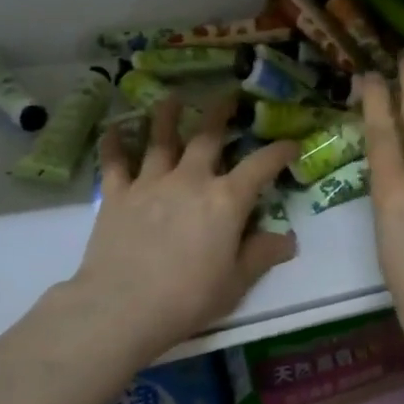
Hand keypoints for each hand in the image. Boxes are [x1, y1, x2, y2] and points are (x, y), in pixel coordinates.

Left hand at [68, 97, 297, 359]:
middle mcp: (190, 179)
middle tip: (228, 96)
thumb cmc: (188, 298)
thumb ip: (261, 255)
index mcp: (225, 200)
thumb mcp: (236, 282)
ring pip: (160, 139)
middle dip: (220, 113)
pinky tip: (112, 128)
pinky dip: (114, 143)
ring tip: (172, 98)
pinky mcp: (116, 195)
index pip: (260, 166)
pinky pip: (115, 162)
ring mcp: (150, 183)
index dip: (278, 151)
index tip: (291, 142)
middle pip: (207, 136)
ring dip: (167, 115)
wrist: (123, 307)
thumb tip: (289, 239)